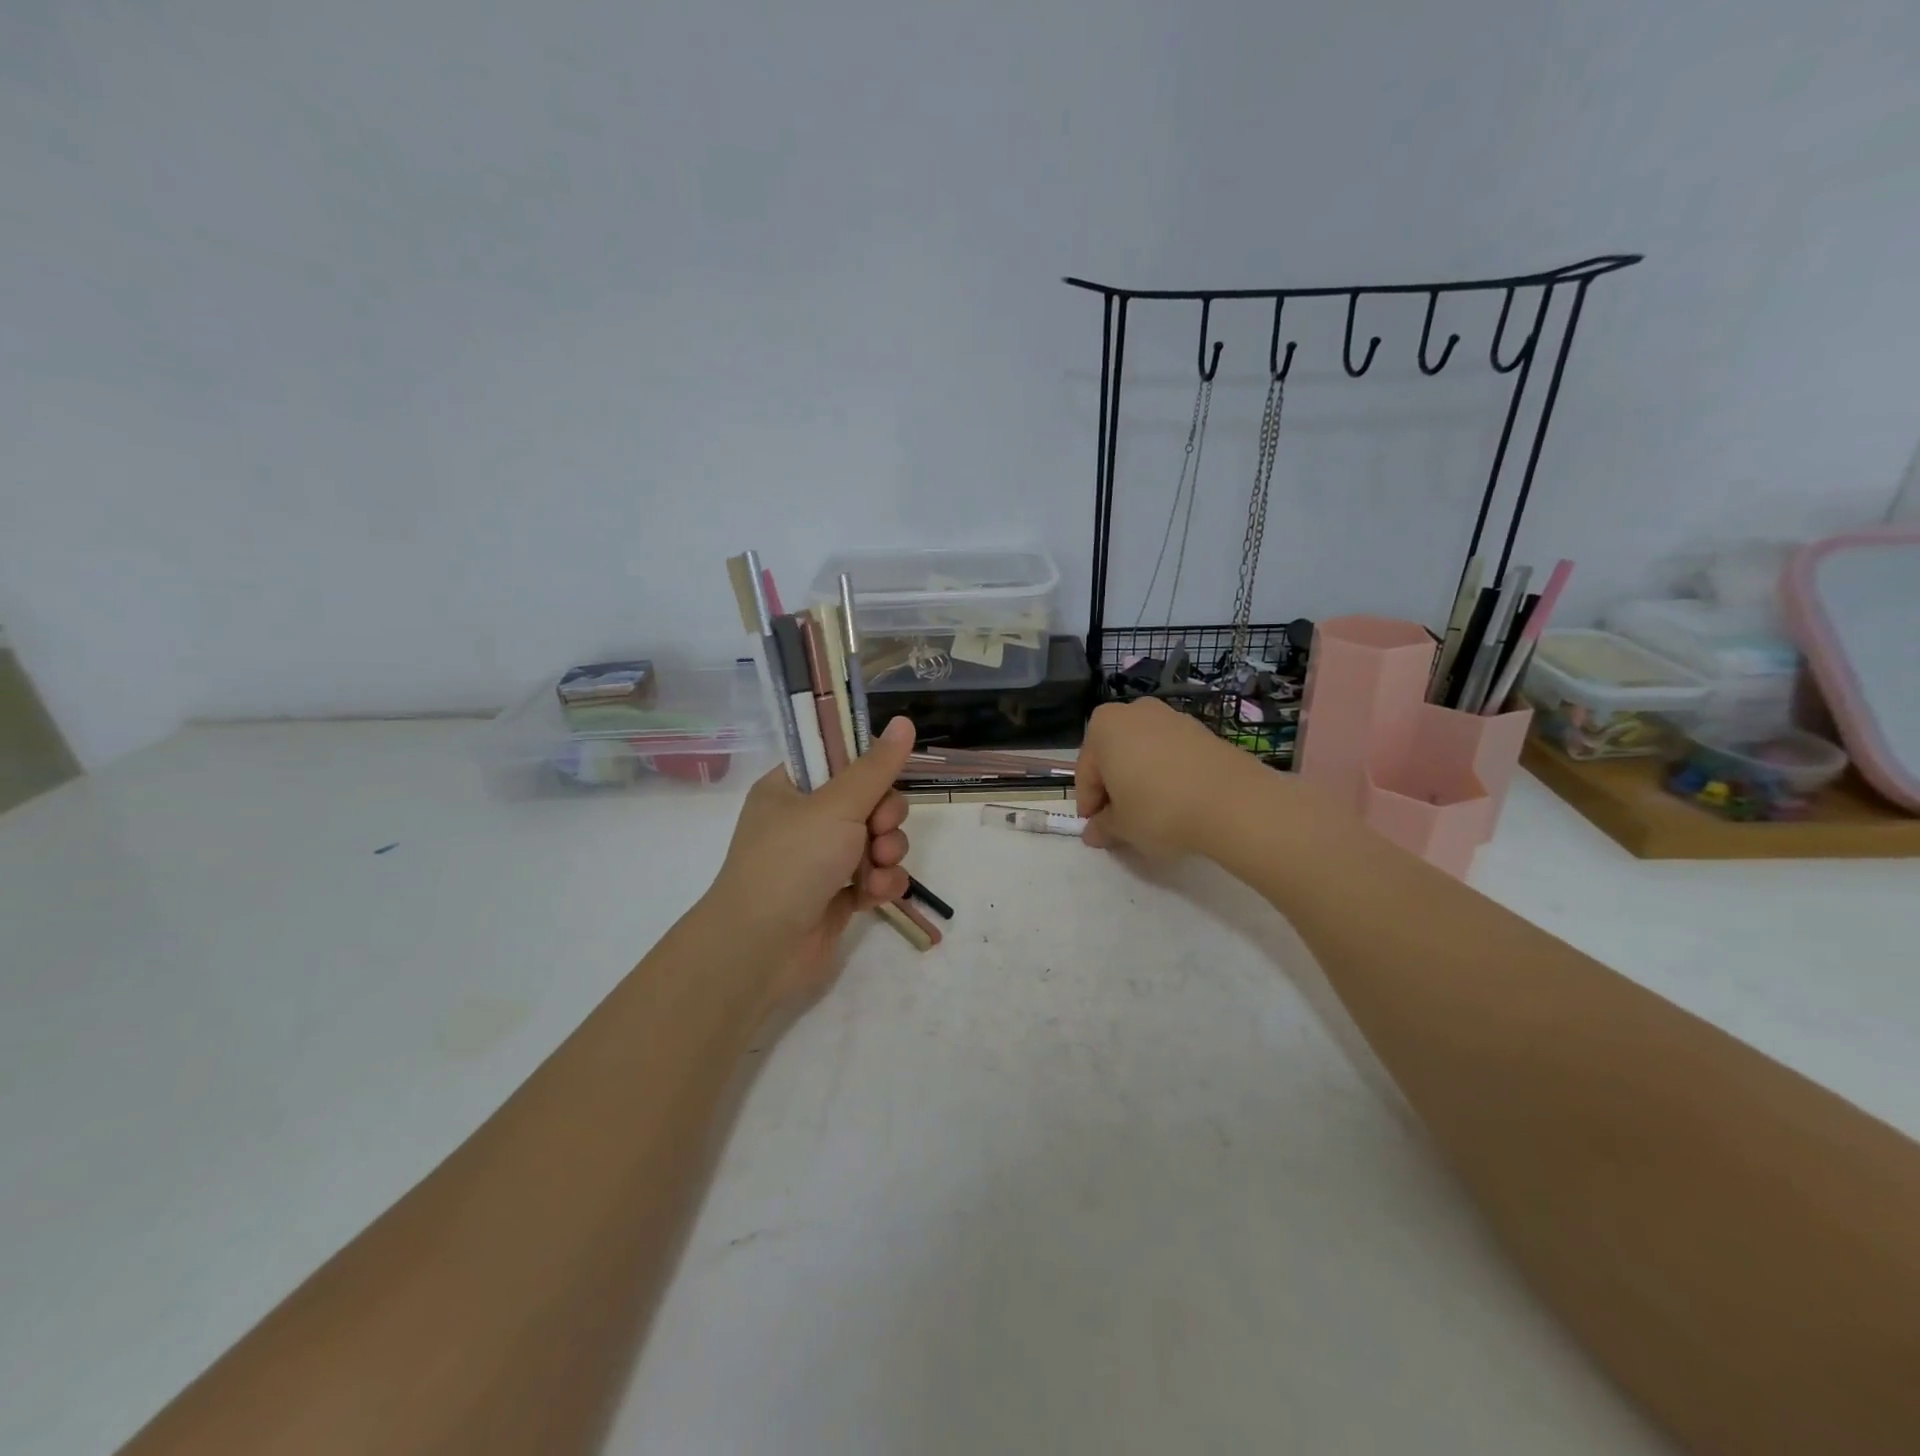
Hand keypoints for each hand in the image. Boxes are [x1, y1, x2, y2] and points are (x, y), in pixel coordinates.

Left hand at [707, 716, 917, 1009]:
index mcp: (791, 788)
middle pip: (869, 801)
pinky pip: (876, 875)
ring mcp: (822, 860)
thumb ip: (876, 766)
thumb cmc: (791, 862)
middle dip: (885, 817)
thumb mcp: (837, 805)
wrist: (761, 949)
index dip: (868, 767)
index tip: (885, 777)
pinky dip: (882, 883)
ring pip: (878, 840)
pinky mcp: (838, 895)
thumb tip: (904, 720)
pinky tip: (875, 894)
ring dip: (888, 852)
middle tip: (879, 830)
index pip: (839, 759)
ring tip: (877, 868)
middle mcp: (805, 820)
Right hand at [1075, 699, 1257, 856]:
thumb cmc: (1159, 809)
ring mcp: (1172, 717)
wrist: (1233, 802)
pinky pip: (1172, 754)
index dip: (1089, 805)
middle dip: (1114, 787)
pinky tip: (1178, 801)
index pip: (1086, 772)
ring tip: (1152, 813)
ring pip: (1144, 753)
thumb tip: (1094, 832)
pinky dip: (1167, 774)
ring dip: (1141, 779)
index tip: (1098, 830)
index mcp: (1104, 726)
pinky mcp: (1202, 730)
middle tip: (1122, 822)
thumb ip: (1102, 826)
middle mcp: (1135, 712)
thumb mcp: (1122, 826)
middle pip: (1114, 756)